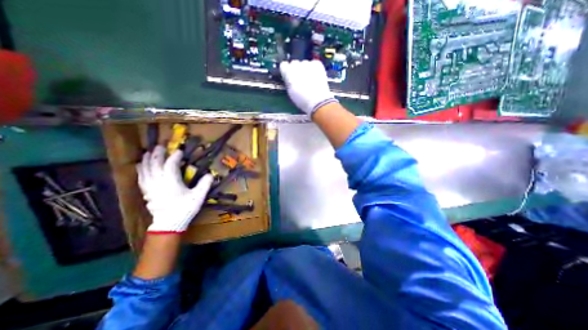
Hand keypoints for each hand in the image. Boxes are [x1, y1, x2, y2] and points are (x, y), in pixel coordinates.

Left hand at [135, 146, 214, 232]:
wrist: (169, 223)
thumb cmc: (184, 208)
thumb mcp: (198, 196)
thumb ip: (204, 184)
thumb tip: (210, 174)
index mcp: (170, 181)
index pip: (170, 164)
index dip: (175, 156)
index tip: (180, 151)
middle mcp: (158, 181)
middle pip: (155, 164)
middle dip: (157, 154)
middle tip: (160, 146)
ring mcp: (150, 186)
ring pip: (145, 170)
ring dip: (147, 160)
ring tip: (148, 152)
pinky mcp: (146, 192)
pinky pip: (141, 177)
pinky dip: (141, 170)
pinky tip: (140, 166)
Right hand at [281, 59, 339, 114]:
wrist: (317, 101)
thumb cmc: (302, 100)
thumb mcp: (290, 92)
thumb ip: (288, 82)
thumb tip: (289, 78)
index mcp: (288, 72)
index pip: (284, 65)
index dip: (287, 71)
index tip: (289, 76)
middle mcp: (297, 65)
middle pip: (294, 63)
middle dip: (296, 70)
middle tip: (300, 80)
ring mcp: (308, 63)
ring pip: (304, 64)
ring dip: (306, 69)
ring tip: (310, 80)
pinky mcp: (317, 64)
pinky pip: (314, 64)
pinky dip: (314, 69)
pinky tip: (316, 77)